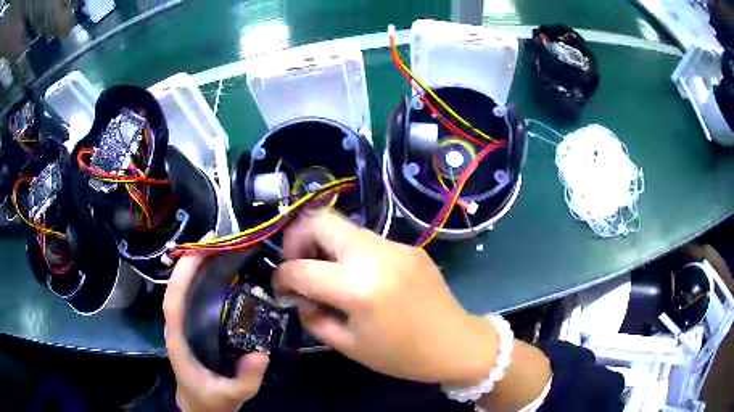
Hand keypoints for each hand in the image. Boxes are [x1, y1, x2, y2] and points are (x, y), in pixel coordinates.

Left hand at [164, 239, 269, 411]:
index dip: (182, 274)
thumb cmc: (210, 401)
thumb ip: (245, 380)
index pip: (173, 301)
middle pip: (177, 288)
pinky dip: (203, 281)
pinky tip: (220, 273)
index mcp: (178, 341)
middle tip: (216, 240)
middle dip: (191, 261)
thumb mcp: (232, 396)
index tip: (200, 250)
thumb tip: (261, 354)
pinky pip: (194, 299)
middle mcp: (177, 328)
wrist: (201, 407)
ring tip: (218, 249)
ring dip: (197, 267)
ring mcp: (184, 327)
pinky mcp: (193, 328)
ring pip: (184, 291)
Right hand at [273, 210, 498, 385]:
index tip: (280, 287)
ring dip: (325, 244)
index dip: (281, 277)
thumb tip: (300, 297)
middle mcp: (376, 256)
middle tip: (298, 264)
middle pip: (320, 221)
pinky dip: (350, 252)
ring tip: (326, 272)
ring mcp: (396, 246)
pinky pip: (368, 239)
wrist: (456, 344)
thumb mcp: (349, 346)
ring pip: (345, 227)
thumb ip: (314, 318)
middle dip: (297, 239)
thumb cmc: (402, 356)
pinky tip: (359, 276)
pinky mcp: (409, 246)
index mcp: (358, 288)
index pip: (300, 269)